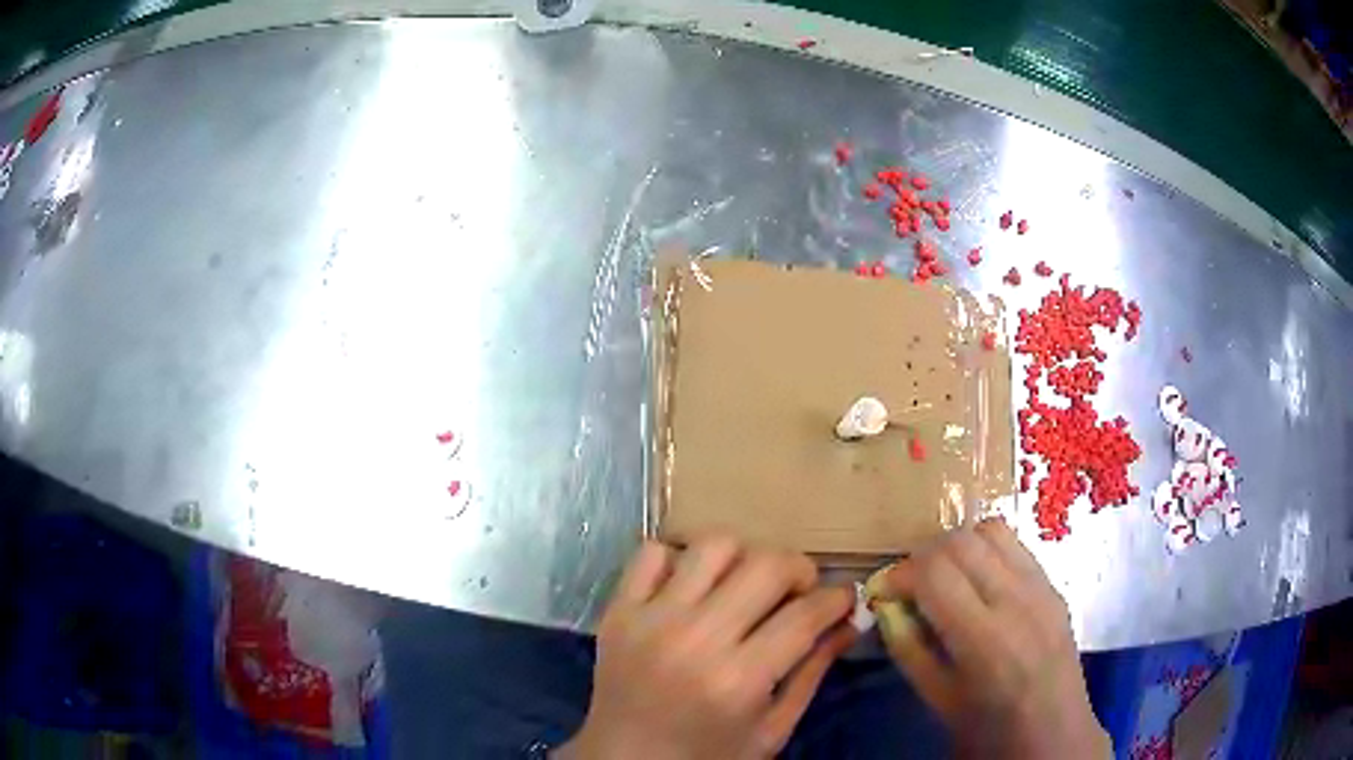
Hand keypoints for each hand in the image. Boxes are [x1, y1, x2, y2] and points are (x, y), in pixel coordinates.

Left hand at [557, 537, 854, 759]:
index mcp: (739, 679)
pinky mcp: (618, 610)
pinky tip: (692, 588)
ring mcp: (650, 619)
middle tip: (799, 593)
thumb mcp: (772, 729)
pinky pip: (652, 552)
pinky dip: (679, 560)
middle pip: (766, 565)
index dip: (837, 599)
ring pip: (713, 545)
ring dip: (743, 558)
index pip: (805, 615)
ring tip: (745, 586)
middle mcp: (695, 639)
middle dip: (799, 570)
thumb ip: (812, 672)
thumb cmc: (708, 755)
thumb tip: (851, 620)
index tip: (844, 598)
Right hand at [870, 518, 1109, 758]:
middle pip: (960, 541)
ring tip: (946, 579)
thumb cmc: (989, 727)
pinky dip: (986, 550)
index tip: (885, 592)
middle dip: (924, 557)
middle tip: (912, 587)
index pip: (934, 572)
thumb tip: (886, 604)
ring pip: (990, 530)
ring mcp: (1041, 586)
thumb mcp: (937, 698)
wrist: (1053, 732)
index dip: (899, 574)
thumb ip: (907, 647)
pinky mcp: (1053, 583)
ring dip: (957, 547)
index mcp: (984, 638)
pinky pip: (1014, 546)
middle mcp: (1016, 600)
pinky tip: (979, 583)